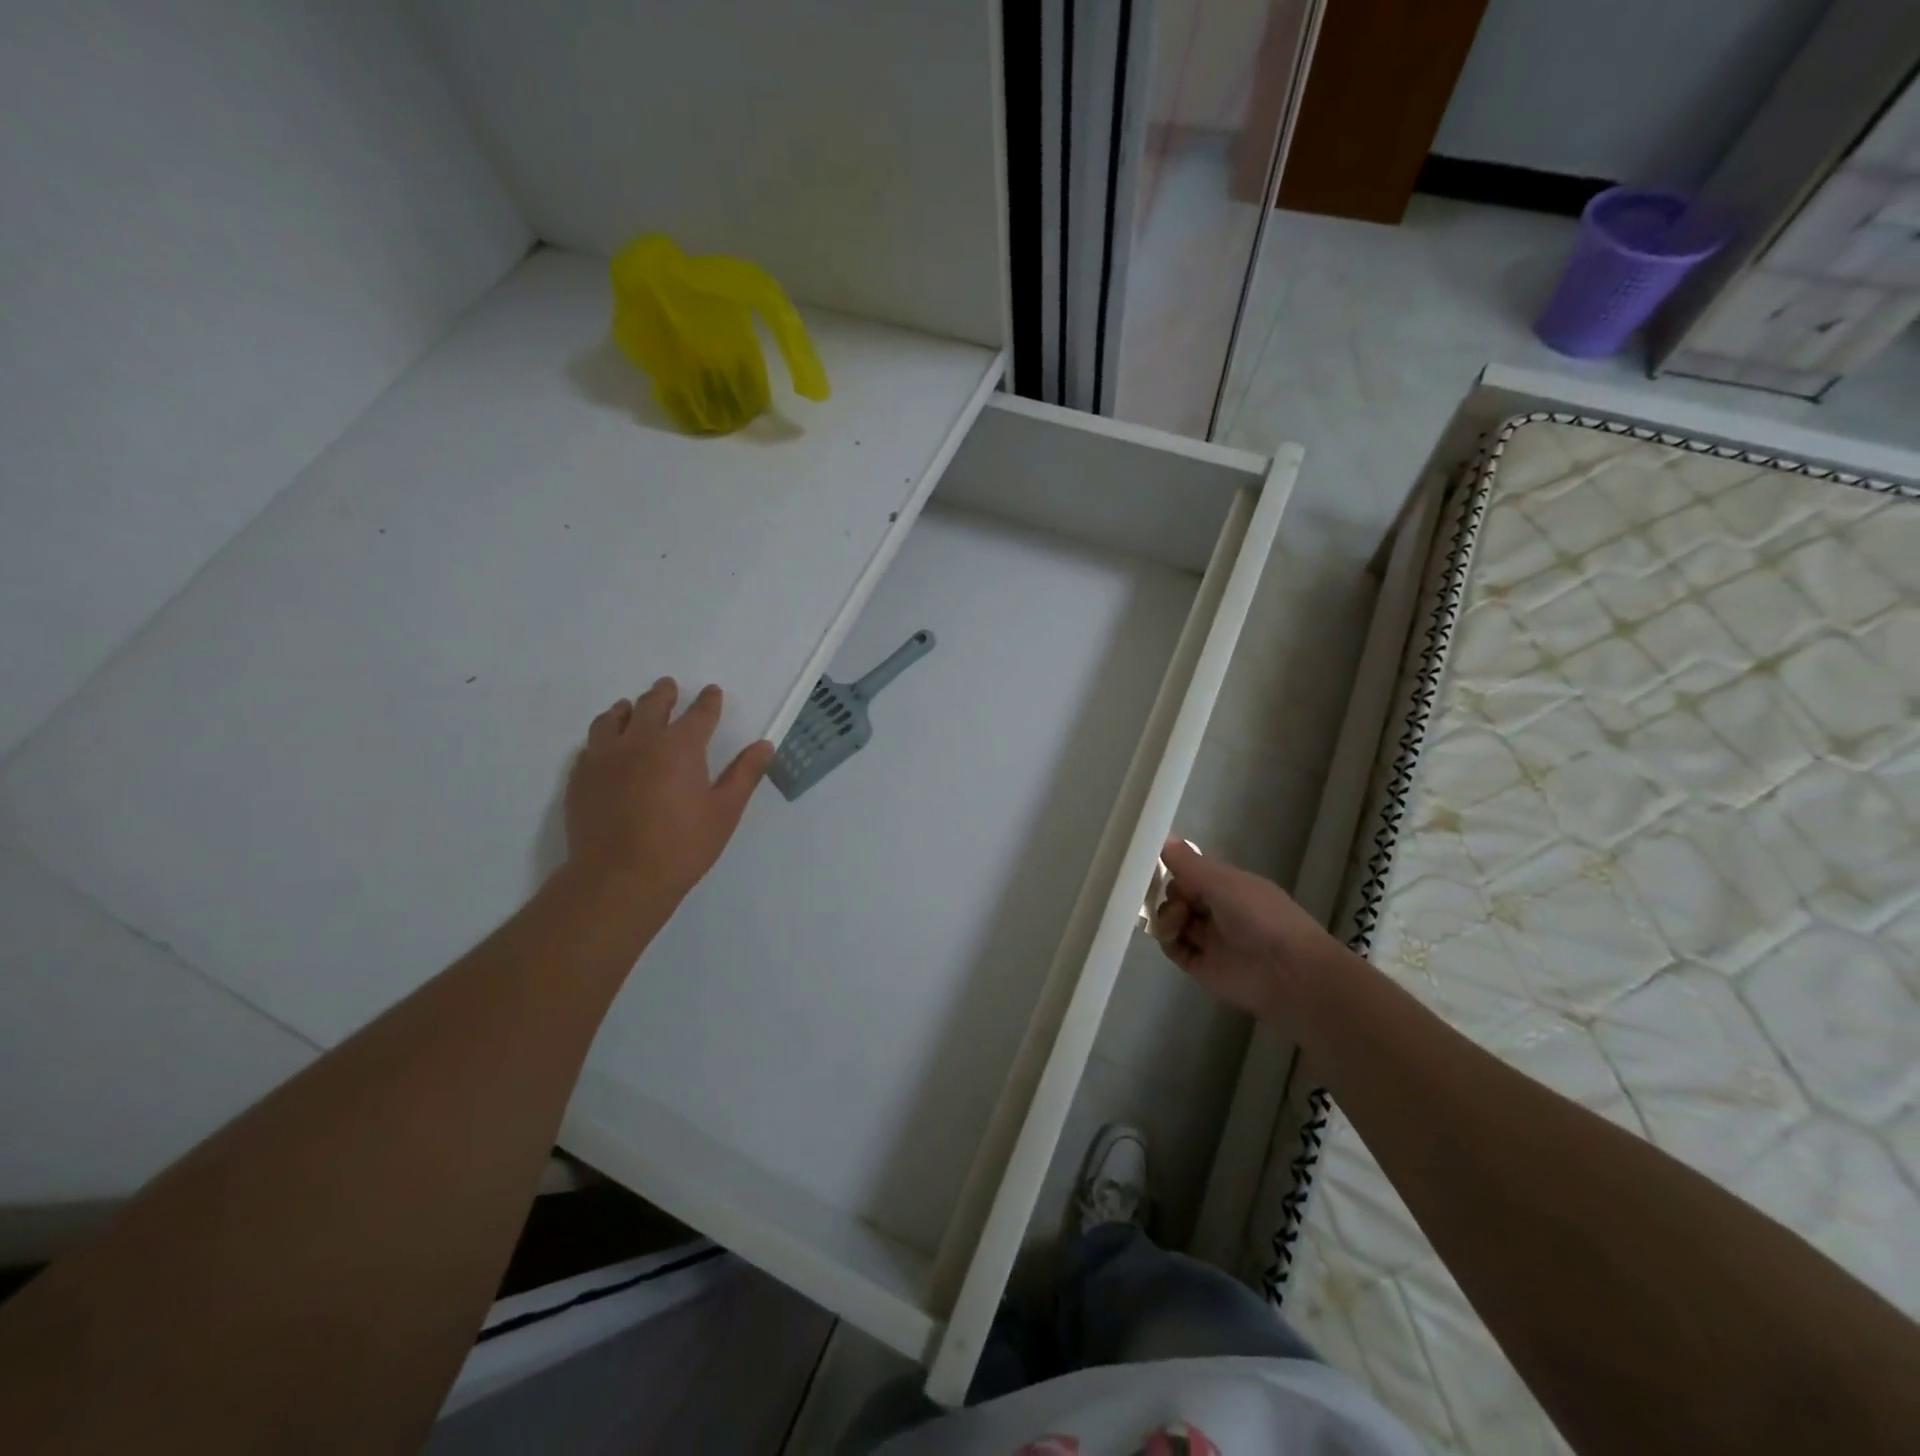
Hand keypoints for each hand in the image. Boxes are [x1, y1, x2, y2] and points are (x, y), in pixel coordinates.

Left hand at [564, 678, 773, 909]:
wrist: (619, 877)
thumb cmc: (682, 845)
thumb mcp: (725, 811)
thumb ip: (745, 774)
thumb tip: (765, 745)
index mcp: (680, 746)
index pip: (699, 713)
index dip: (708, 701)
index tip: (712, 692)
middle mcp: (640, 741)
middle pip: (652, 705)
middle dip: (664, 694)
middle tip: (668, 687)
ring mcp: (604, 757)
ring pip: (613, 719)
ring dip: (627, 710)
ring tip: (630, 708)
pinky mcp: (580, 776)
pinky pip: (590, 745)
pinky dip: (602, 738)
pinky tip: (605, 747)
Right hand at [1154, 838, 1347, 1019]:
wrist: (1289, 973)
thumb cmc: (1260, 917)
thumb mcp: (1223, 881)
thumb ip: (1189, 862)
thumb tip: (1162, 835)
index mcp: (1229, 886)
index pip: (1191, 872)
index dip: (1174, 868)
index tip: (1154, 864)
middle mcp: (1218, 910)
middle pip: (1179, 896)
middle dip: (1168, 893)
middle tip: (1173, 898)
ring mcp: (1209, 939)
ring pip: (1173, 921)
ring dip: (1166, 916)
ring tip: (1176, 921)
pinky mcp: (1201, 966)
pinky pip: (1174, 948)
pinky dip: (1167, 940)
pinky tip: (1170, 936)